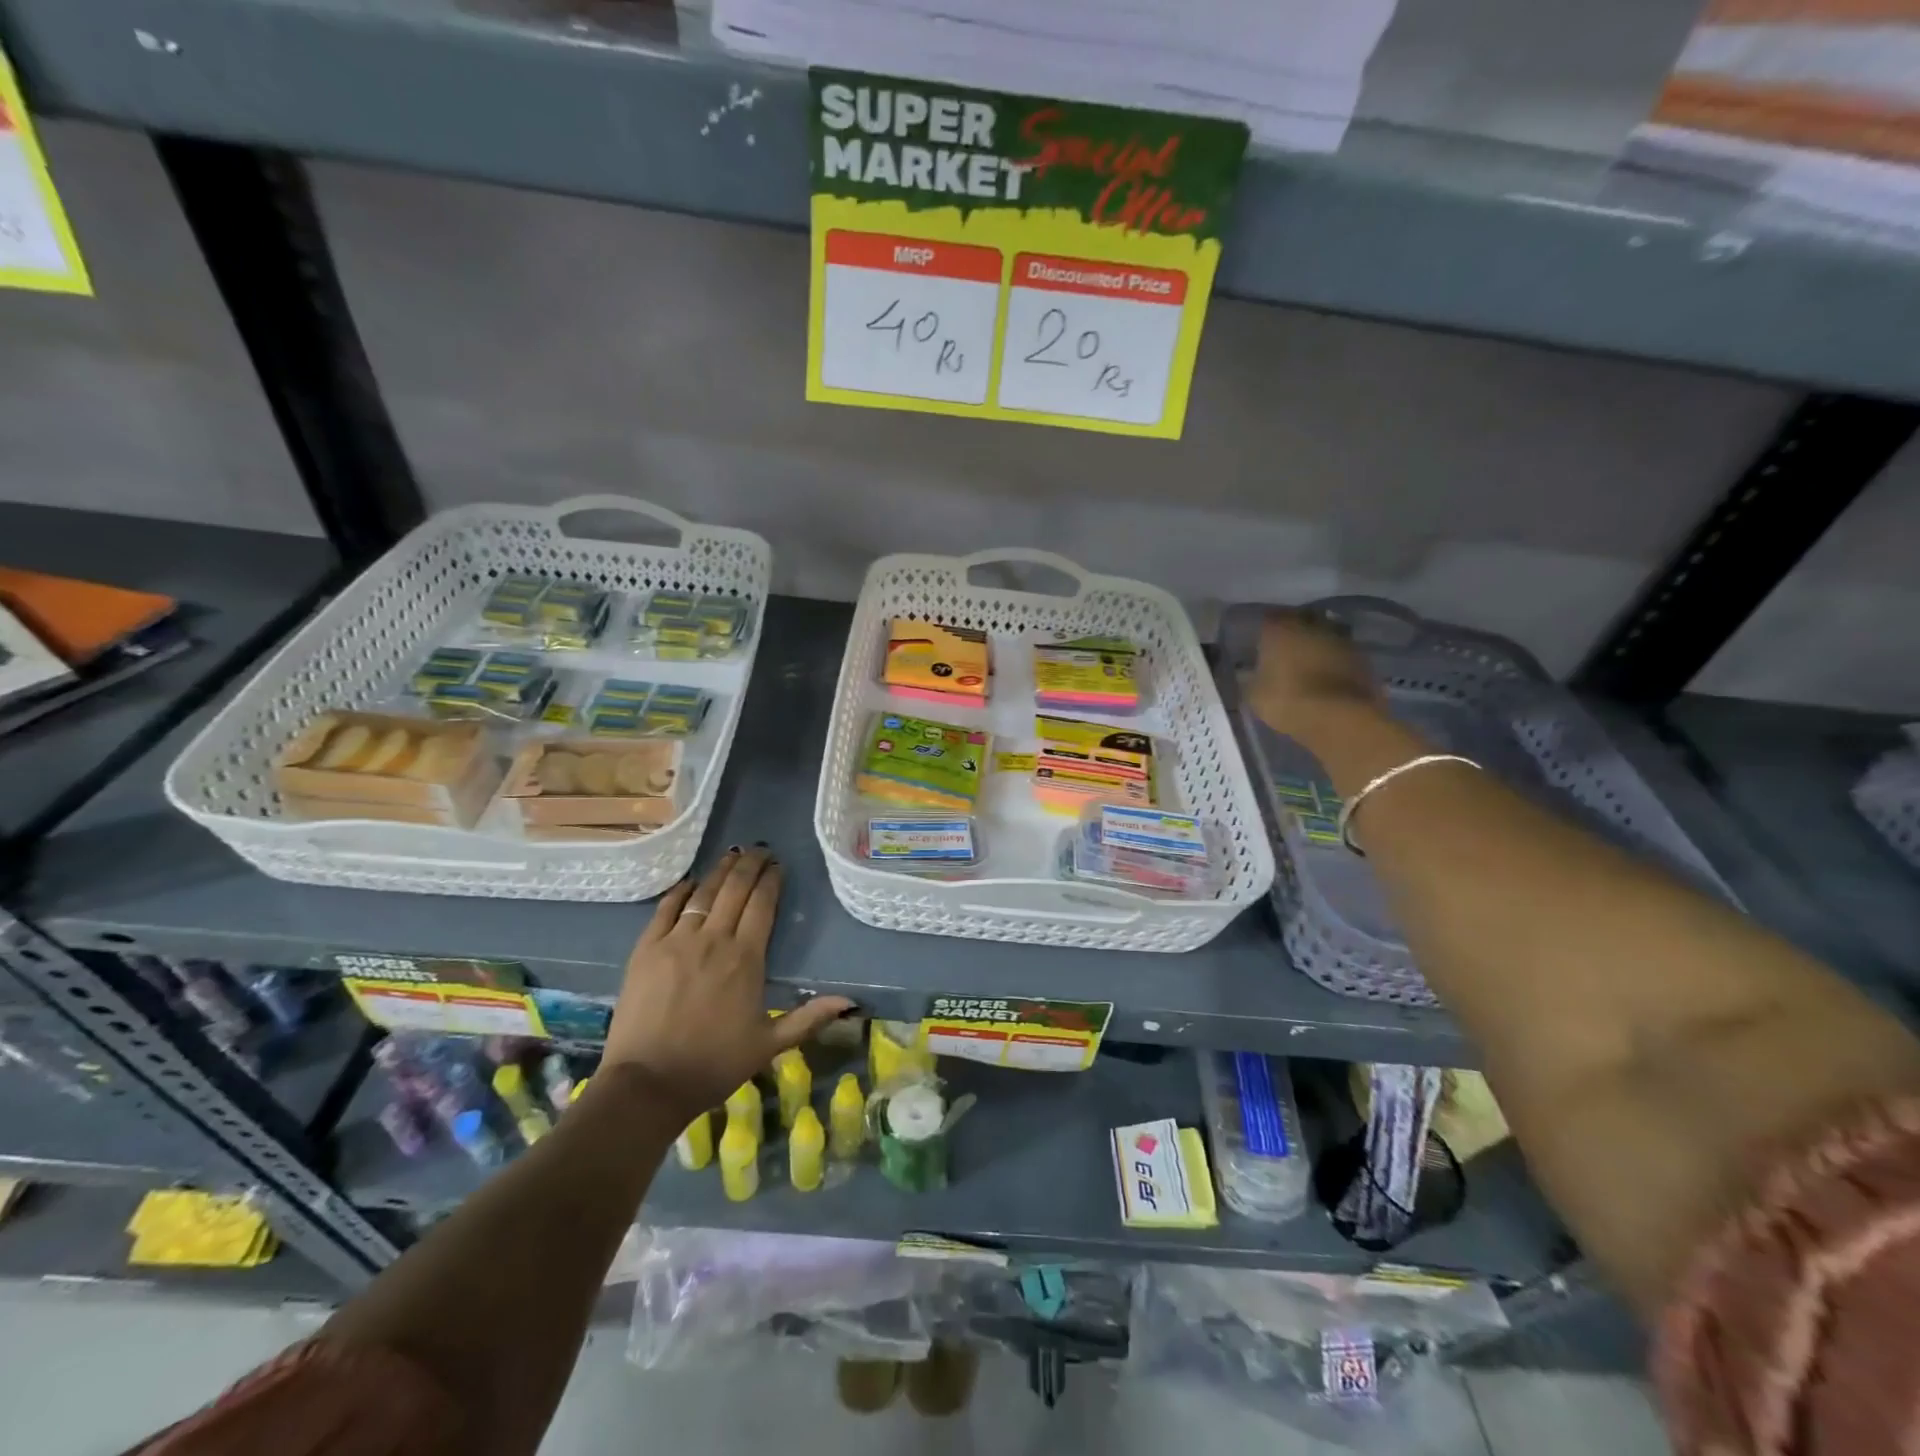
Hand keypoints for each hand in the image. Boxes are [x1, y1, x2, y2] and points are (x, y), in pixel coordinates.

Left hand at [602, 846, 853, 1120]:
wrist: (647, 1084)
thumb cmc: (714, 1065)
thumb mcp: (769, 1045)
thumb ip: (809, 1018)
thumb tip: (850, 1001)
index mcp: (746, 959)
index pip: (763, 905)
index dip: (771, 880)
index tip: (778, 865)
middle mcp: (713, 940)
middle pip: (735, 890)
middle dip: (750, 865)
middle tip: (760, 850)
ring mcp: (676, 941)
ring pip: (703, 893)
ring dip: (720, 870)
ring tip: (732, 854)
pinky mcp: (646, 950)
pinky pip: (666, 909)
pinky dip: (680, 890)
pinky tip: (690, 882)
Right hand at [1247, 610, 1381, 738]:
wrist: (1340, 718)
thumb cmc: (1287, 701)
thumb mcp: (1255, 695)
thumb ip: (1252, 678)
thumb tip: (1250, 673)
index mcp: (1280, 629)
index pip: (1269, 618)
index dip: (1265, 630)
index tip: (1261, 643)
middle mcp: (1312, 624)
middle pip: (1301, 620)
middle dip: (1294, 631)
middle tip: (1285, 650)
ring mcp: (1341, 639)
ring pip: (1325, 634)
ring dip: (1317, 645)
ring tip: (1308, 664)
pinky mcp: (1362, 657)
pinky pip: (1342, 653)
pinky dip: (1335, 661)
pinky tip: (1328, 676)